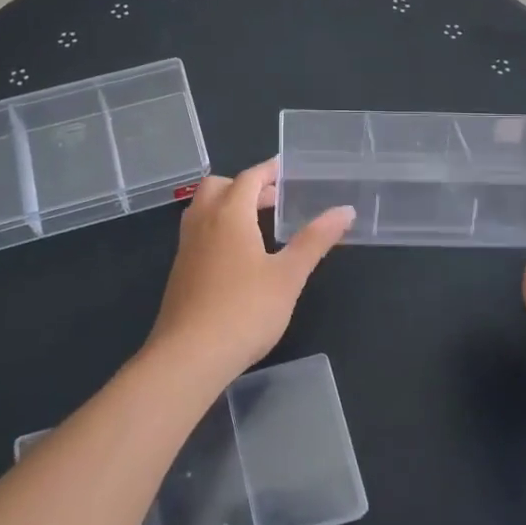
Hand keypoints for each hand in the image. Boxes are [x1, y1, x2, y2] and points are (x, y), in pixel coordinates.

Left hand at [145, 159, 355, 387]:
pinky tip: (238, 257)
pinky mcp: (180, 272)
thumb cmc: (245, 310)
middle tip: (274, 199)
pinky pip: (199, 233)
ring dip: (229, 205)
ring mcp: (187, 248)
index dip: (268, 170)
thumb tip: (345, 210)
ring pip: (204, 209)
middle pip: (218, 187)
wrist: (189, 356)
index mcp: (229, 215)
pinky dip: (218, 228)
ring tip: (258, 224)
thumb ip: (315, 240)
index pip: (248, 178)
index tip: (286, 168)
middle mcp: (203, 223)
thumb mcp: (288, 276)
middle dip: (245, 185)